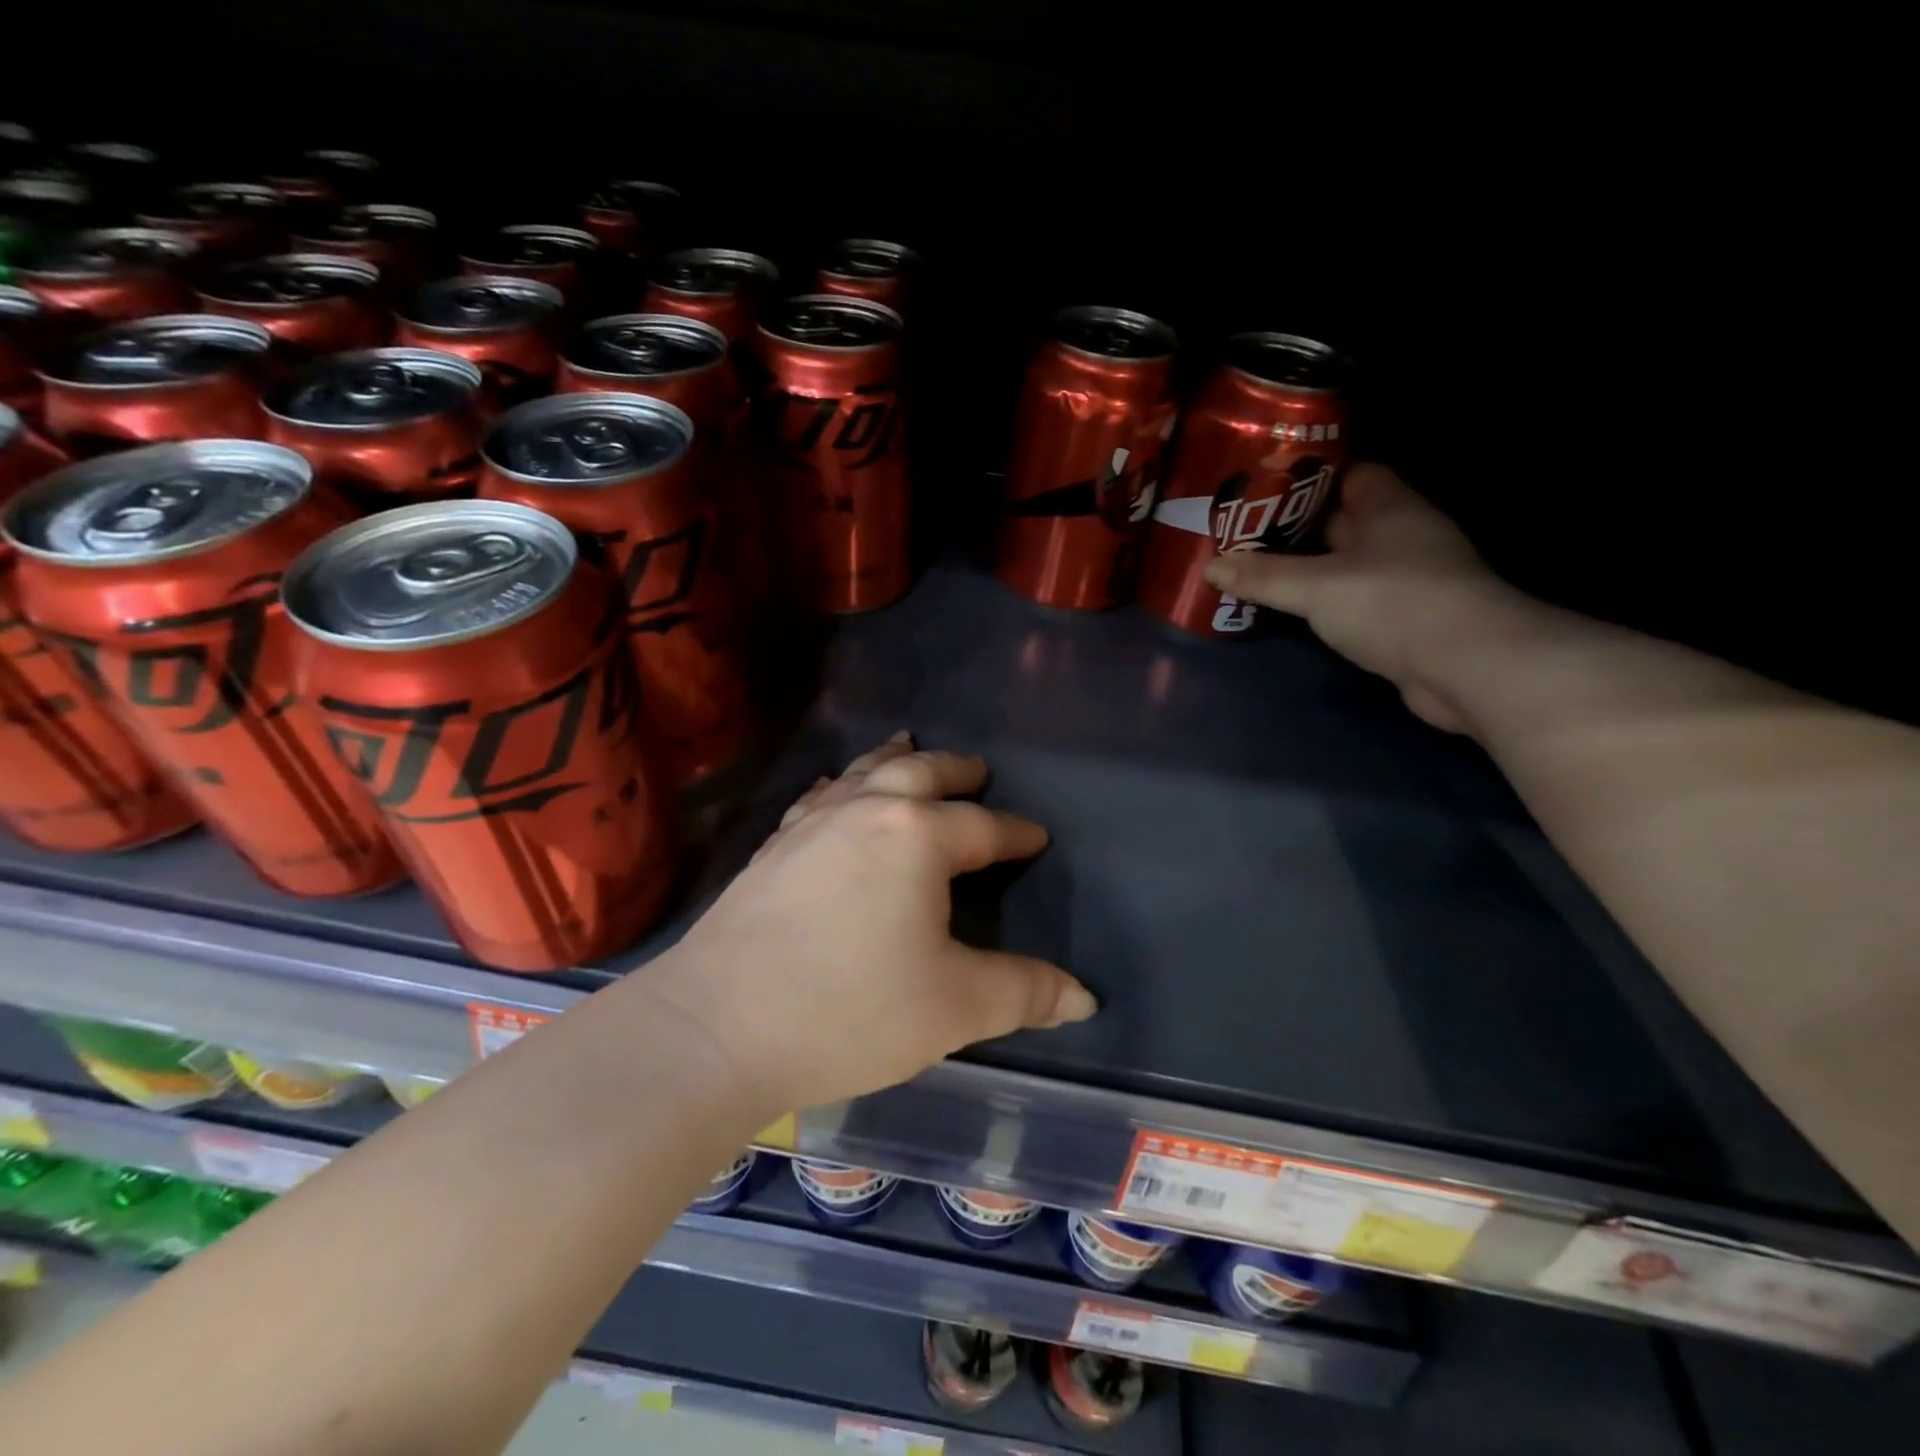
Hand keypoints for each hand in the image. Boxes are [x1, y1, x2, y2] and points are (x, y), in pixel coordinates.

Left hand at [646, 735, 1095, 1114]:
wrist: (715, 1027)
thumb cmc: (849, 1011)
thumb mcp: (955, 1007)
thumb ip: (1024, 993)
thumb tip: (1085, 997)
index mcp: (917, 837)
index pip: (983, 826)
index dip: (1015, 832)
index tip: (1036, 836)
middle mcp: (865, 812)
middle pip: (921, 773)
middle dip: (957, 770)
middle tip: (979, 770)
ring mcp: (811, 824)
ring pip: (863, 773)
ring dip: (895, 758)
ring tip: (909, 744)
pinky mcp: (772, 848)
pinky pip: (817, 798)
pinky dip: (840, 786)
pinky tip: (835, 792)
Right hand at [1203, 463, 1519, 732]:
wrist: (1468, 668)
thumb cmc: (1394, 603)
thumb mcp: (1317, 587)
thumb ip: (1263, 576)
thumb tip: (1210, 567)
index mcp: (1390, 509)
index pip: (1351, 474)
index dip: (1310, 477)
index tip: (1263, 487)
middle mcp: (1402, 537)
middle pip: (1343, 520)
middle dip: (1296, 525)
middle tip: (1243, 532)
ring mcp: (1407, 580)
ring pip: (1346, 564)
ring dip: (1308, 568)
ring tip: (1254, 569)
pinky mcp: (1405, 619)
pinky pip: (1354, 598)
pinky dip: (1324, 601)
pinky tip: (1291, 609)